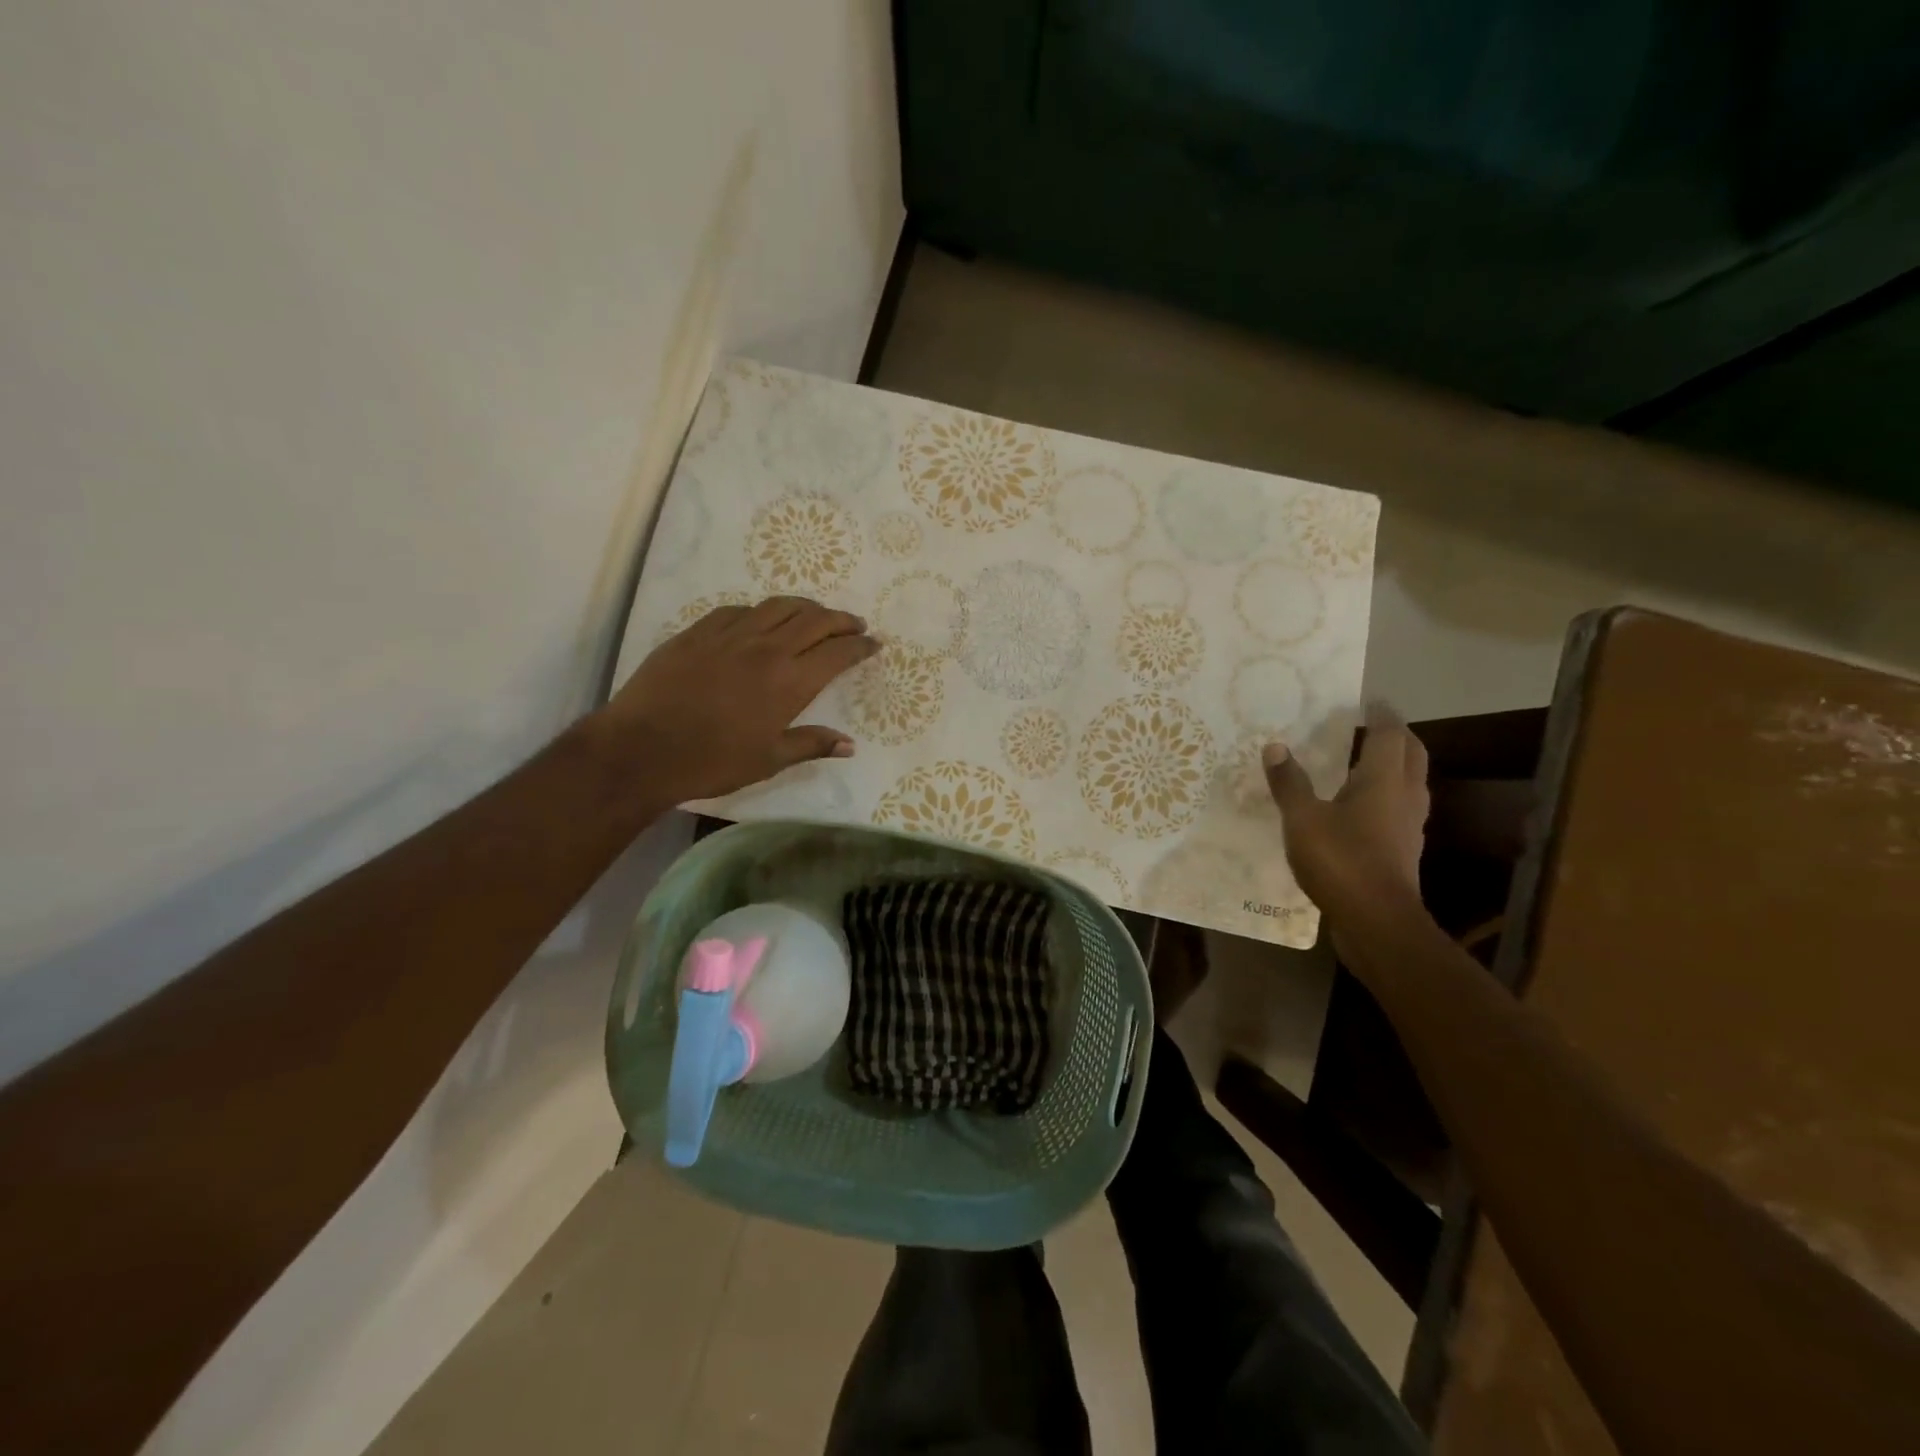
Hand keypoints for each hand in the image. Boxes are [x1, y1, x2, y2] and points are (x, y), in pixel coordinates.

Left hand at [602, 596, 878, 803]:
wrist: (642, 748)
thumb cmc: (712, 761)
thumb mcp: (769, 760)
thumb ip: (811, 744)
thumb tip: (849, 744)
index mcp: (790, 681)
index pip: (838, 652)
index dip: (861, 645)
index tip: (874, 644)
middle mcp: (767, 648)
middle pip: (815, 619)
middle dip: (842, 619)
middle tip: (855, 624)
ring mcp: (731, 634)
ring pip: (779, 606)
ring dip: (806, 607)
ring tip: (816, 614)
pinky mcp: (699, 631)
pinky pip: (740, 609)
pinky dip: (762, 611)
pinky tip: (762, 620)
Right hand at [1263, 706, 1429, 925]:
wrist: (1377, 921)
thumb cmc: (1341, 861)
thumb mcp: (1302, 819)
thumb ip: (1289, 783)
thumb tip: (1276, 747)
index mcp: (1383, 780)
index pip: (1391, 735)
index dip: (1382, 715)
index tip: (1371, 700)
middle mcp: (1404, 796)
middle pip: (1411, 755)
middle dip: (1397, 736)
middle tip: (1374, 725)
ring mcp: (1409, 825)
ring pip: (1410, 782)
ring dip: (1396, 765)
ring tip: (1368, 760)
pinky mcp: (1404, 849)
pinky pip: (1400, 807)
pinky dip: (1387, 794)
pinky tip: (1363, 806)